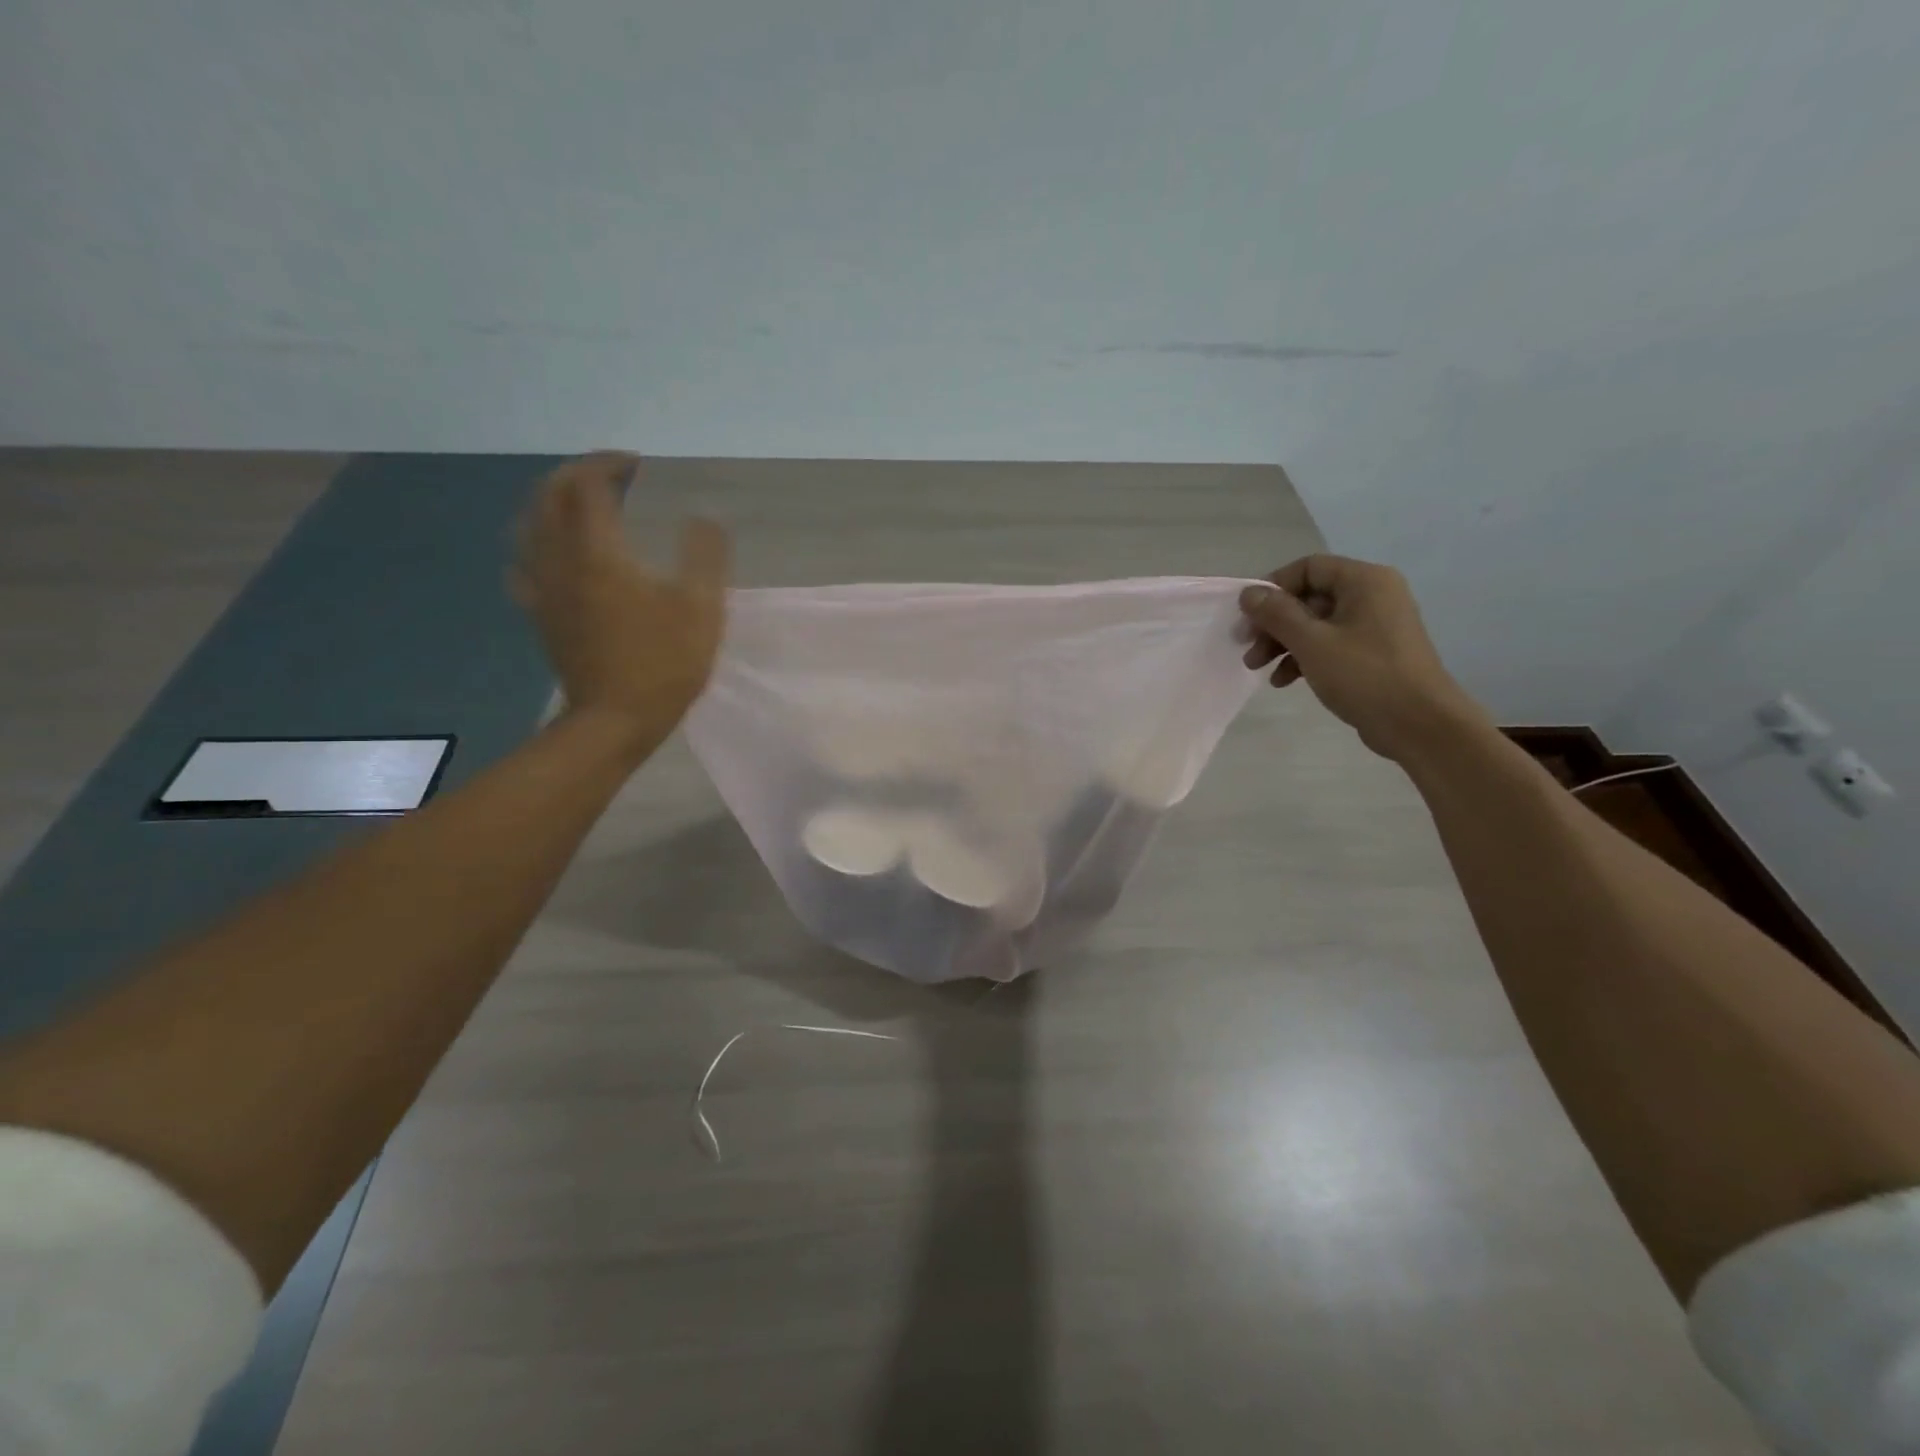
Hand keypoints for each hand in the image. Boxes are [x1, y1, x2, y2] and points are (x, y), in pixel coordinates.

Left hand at [511, 453, 730, 742]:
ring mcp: (543, 587)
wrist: (614, 720)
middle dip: (576, 474)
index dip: (609, 464)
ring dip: (551, 500)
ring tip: (579, 503)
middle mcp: (559, 559)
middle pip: (549, 495)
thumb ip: (705, 557)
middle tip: (610, 475)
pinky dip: (536, 541)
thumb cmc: (663, 664)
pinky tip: (553, 552)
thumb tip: (705, 519)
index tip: (639, 466)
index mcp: (598, 552)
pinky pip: (524, 561)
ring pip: (529, 524)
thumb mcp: (701, 609)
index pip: (588, 484)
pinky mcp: (540, 612)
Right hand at [1238, 554, 1485, 761]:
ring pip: (1316, 623)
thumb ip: (1277, 614)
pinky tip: (1283, 681)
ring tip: (1258, 668)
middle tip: (1247, 647)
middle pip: (1310, 597)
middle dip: (1273, 622)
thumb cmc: (1365, 675)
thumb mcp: (1311, 642)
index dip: (1273, 587)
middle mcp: (1373, 595)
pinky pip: (1330, 644)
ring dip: (1283, 643)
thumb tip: (1249, 592)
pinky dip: (1304, 657)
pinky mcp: (1373, 653)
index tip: (1247, 616)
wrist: (1419, 724)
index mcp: (1364, 581)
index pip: (1308, 567)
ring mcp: (1375, 625)